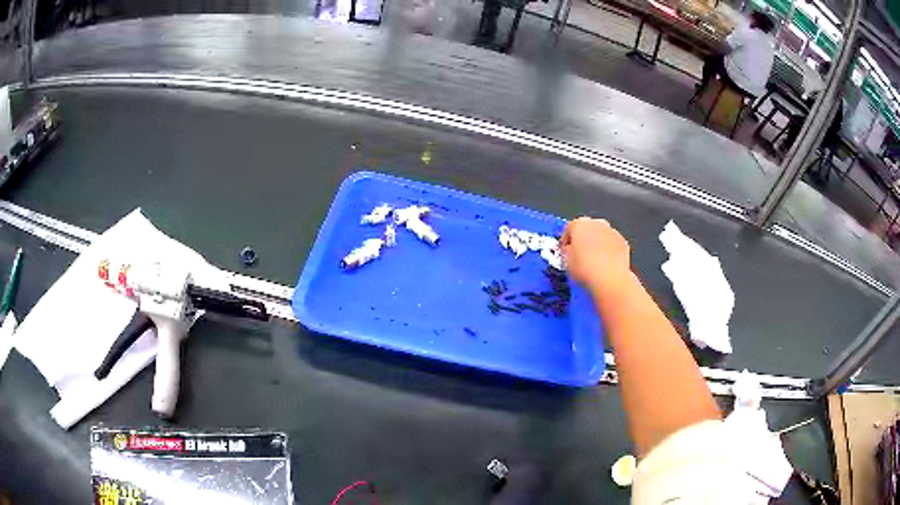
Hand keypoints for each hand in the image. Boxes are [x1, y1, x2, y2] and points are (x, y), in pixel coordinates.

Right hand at [560, 218, 631, 296]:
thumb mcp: (565, 261)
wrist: (610, 279)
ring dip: (596, 244)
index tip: (563, 253)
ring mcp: (612, 231)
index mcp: (580, 224)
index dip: (564, 241)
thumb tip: (569, 249)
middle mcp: (597, 223)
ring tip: (593, 262)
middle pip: (586, 229)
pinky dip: (608, 251)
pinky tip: (605, 264)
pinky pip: (611, 244)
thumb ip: (566, 250)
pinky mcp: (623, 242)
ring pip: (600, 235)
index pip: (568, 229)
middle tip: (578, 256)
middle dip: (582, 240)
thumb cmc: (584, 268)